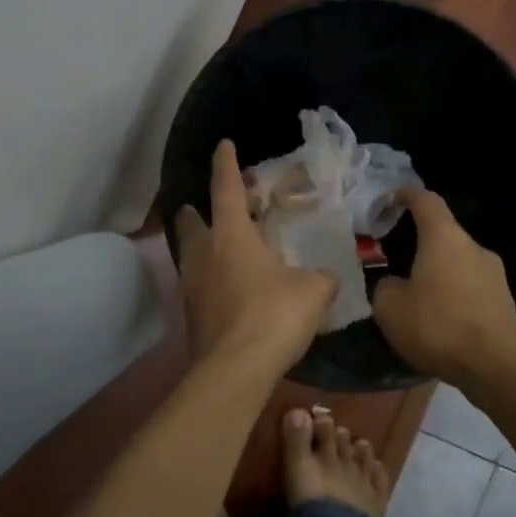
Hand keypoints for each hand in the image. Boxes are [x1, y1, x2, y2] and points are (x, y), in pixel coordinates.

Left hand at [176, 140, 337, 373]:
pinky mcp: (191, 316)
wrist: (234, 371)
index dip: (225, 164)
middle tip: (207, 208)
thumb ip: (321, 278)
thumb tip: (326, 277)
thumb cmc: (273, 316)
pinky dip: (208, 279)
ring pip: (189, 255)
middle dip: (195, 211)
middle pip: (190, 222)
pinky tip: (227, 290)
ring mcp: (192, 287)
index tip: (223, 144)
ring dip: (199, 246)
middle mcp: (204, 255)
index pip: (225, 188)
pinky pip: (196, 286)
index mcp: (231, 236)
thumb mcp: (313, 291)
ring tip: (219, 249)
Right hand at [373, 187, 515, 388]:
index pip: (425, 200)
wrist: (497, 366)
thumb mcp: (390, 307)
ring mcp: (493, 272)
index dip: (404, 195)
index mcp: (444, 237)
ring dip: (436, 269)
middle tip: (393, 258)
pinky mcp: (502, 298)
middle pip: (442, 231)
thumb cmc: (438, 326)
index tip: (388, 200)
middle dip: (417, 240)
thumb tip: (394, 283)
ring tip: (415, 294)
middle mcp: (472, 246)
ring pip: (456, 260)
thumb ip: (384, 286)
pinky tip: (439, 317)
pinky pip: (469, 284)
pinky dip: (451, 291)